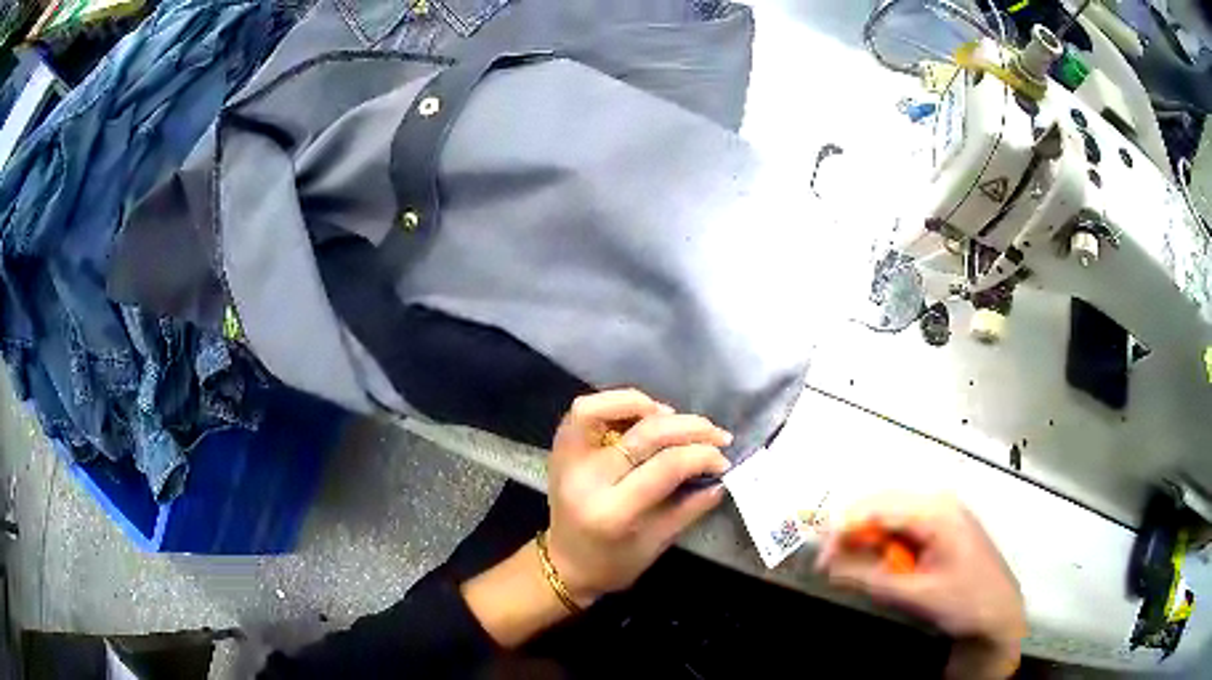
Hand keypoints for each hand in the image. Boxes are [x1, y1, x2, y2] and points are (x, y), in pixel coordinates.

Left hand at [545, 389, 732, 604]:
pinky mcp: (561, 448)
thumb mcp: (658, 543)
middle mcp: (587, 479)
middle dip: (689, 427)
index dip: (702, 455)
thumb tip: (722, 476)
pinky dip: (618, 402)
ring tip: (675, 417)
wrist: (564, 564)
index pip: (666, 466)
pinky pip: (586, 410)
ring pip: (602, 409)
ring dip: (647, 405)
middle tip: (715, 434)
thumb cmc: (613, 562)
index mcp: (613, 512)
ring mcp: (568, 460)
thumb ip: (691, 507)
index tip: (723, 459)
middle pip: (644, 434)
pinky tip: (645, 413)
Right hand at [815, 494, 1026, 678]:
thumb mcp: (915, 593)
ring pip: (891, 515)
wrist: (999, 613)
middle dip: (852, 531)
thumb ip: (870, 578)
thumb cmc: (965, 600)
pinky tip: (878, 562)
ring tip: (848, 565)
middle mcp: (939, 502)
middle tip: (829, 562)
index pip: (879, 508)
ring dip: (867, 538)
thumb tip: (830, 566)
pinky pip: (904, 526)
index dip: (844, 528)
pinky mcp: (942, 527)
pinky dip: (884, 543)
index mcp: (937, 512)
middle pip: (883, 505)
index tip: (820, 555)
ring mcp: (943, 512)